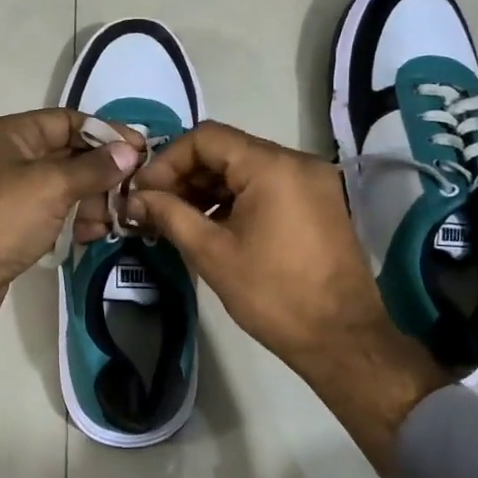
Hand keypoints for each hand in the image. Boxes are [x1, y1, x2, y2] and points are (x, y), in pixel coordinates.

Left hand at [0, 110, 143, 382]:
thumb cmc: (2, 219)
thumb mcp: (52, 186)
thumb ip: (94, 167)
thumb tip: (130, 151)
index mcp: (12, 134)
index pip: (68, 121)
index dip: (106, 133)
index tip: (141, 150)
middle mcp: (10, 156)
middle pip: (69, 153)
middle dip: (103, 172)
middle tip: (135, 190)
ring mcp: (11, 191)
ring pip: (64, 186)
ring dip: (93, 199)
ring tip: (118, 219)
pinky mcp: (15, 223)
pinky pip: (54, 211)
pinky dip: (75, 218)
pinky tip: (95, 234)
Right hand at [131, 121, 451, 468]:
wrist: (342, 339)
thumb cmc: (273, 294)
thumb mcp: (212, 253)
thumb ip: (170, 214)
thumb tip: (136, 198)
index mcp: (272, 166)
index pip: (206, 138)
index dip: (167, 161)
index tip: (144, 192)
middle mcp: (297, 161)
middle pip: (226, 150)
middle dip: (185, 175)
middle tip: (154, 208)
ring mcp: (312, 182)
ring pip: (245, 169)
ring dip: (208, 189)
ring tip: (176, 219)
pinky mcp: (318, 202)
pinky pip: (267, 186)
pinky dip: (235, 199)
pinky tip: (211, 226)